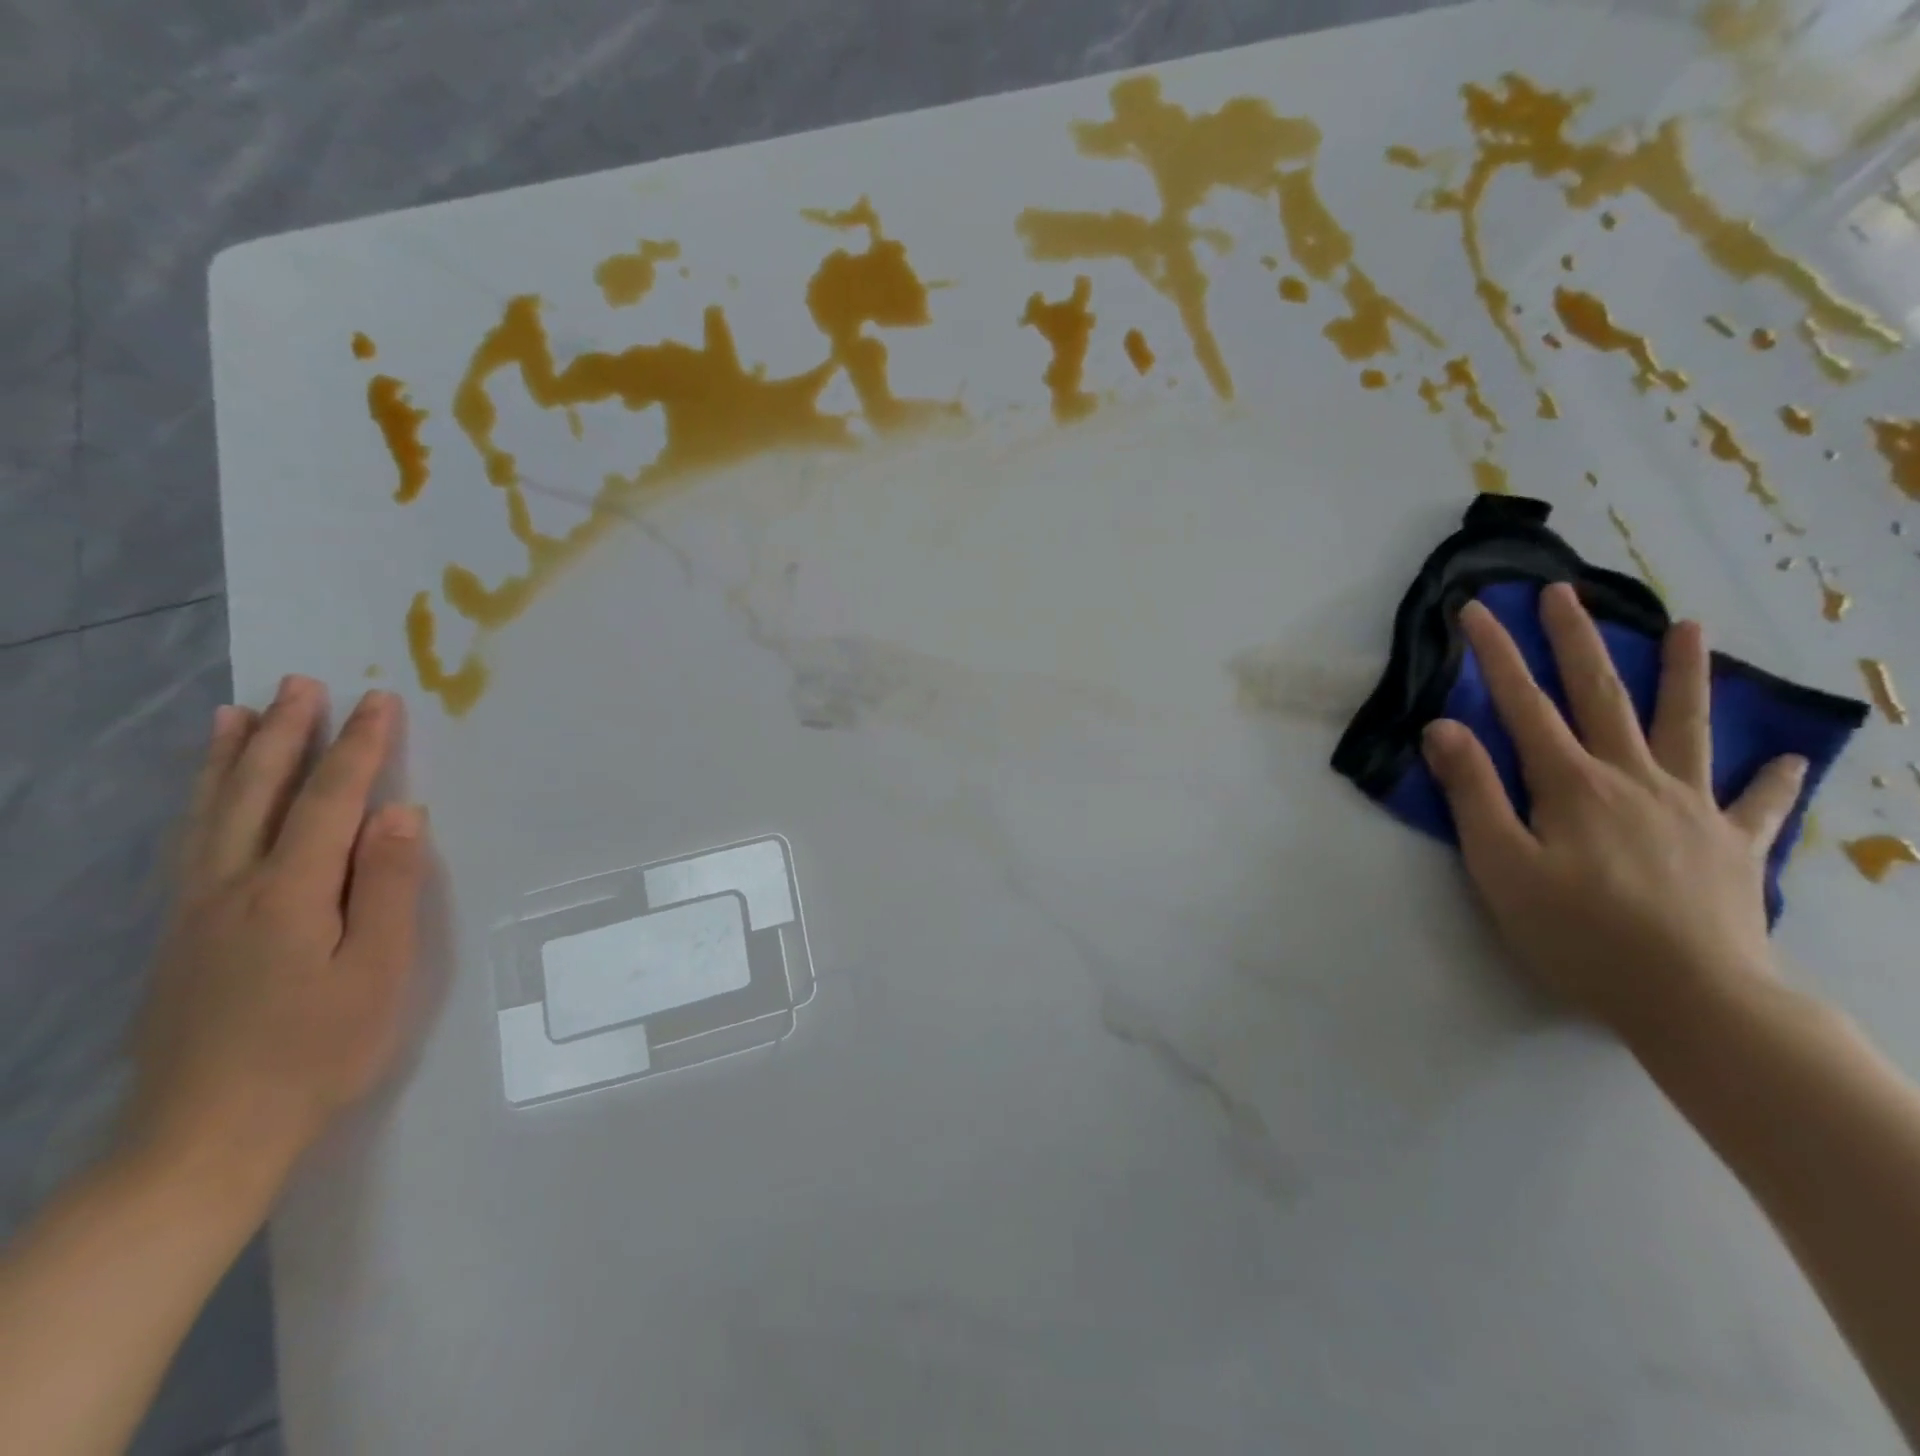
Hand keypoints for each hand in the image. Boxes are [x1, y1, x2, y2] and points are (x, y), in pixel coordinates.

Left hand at [121, 678, 428, 1207]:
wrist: (207, 1136)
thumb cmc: (318, 1051)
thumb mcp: (378, 971)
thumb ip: (387, 886)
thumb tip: (398, 813)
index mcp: (290, 893)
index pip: (330, 800)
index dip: (357, 748)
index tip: (378, 701)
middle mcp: (232, 887)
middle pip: (260, 793)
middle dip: (286, 734)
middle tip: (302, 682)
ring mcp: (194, 911)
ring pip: (210, 814)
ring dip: (229, 759)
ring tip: (235, 714)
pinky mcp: (177, 936)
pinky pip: (188, 845)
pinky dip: (199, 804)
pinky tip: (206, 798)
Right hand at [1421, 583, 1804, 1043]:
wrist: (1697, 999)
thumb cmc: (1580, 934)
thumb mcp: (1501, 865)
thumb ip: (1473, 793)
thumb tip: (1443, 726)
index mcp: (1572, 784)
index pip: (1523, 704)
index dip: (1496, 654)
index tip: (1477, 610)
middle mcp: (1633, 779)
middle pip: (1602, 695)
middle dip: (1577, 640)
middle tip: (1562, 592)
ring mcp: (1691, 807)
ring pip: (1687, 726)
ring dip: (1685, 674)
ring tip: (1692, 627)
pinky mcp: (1732, 845)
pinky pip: (1757, 803)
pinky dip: (1773, 779)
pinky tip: (1790, 760)